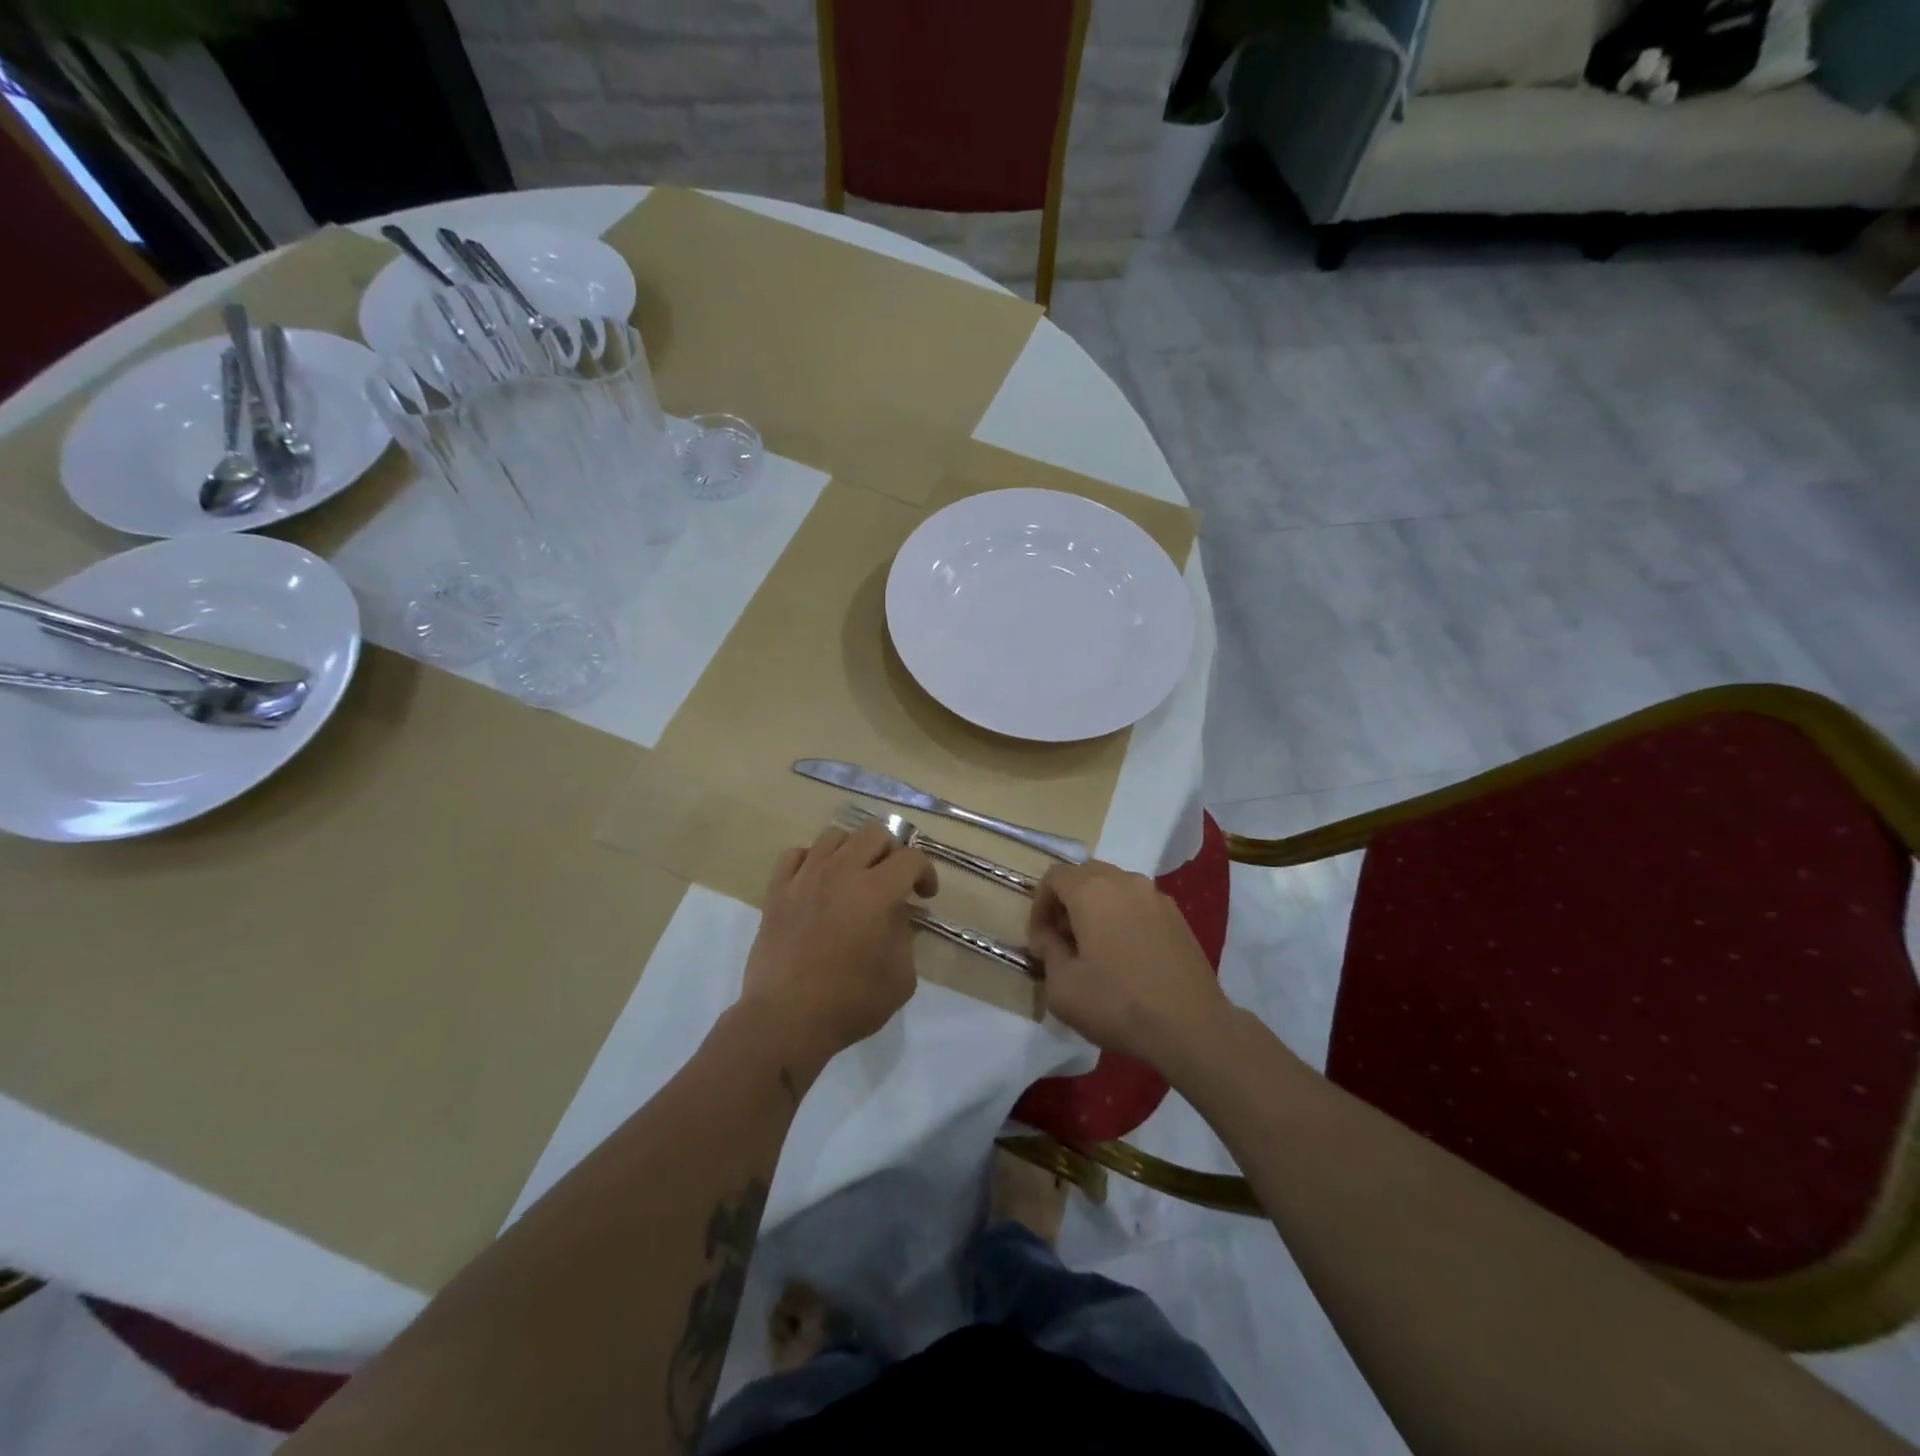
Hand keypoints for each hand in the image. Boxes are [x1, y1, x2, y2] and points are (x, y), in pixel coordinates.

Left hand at [740, 823, 937, 1066]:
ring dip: (853, 850)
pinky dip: (812, 859)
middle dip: (892, 852)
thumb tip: (898, 915)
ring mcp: (804, 878)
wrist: (785, 1020)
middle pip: (873, 834)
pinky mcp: (777, 891)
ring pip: (834, 836)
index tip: (924, 895)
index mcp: (876, 892)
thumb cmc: (849, 1003)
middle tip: (894, 880)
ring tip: (856, 875)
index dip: (925, 872)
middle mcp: (840, 873)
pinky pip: (795, 854)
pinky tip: (818, 879)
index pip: (910, 858)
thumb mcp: (900, 978)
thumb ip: (905, 937)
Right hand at [1027, 860, 1229, 1071]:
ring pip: (1114, 886)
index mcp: (1092, 890)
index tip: (1040, 939)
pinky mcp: (1177, 916)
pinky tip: (1126, 955)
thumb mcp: (1062, 986)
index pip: (1054, 876)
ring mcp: (1156, 896)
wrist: (1191, 1027)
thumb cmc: (1117, 1004)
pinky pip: (1138, 903)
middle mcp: (1125, 881)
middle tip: (1063, 939)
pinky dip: (1123, 916)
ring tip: (1095, 947)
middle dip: (1067, 901)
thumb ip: (1048, 949)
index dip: (1039, 904)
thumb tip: (1049, 935)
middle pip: (1085, 875)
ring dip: (1096, 907)